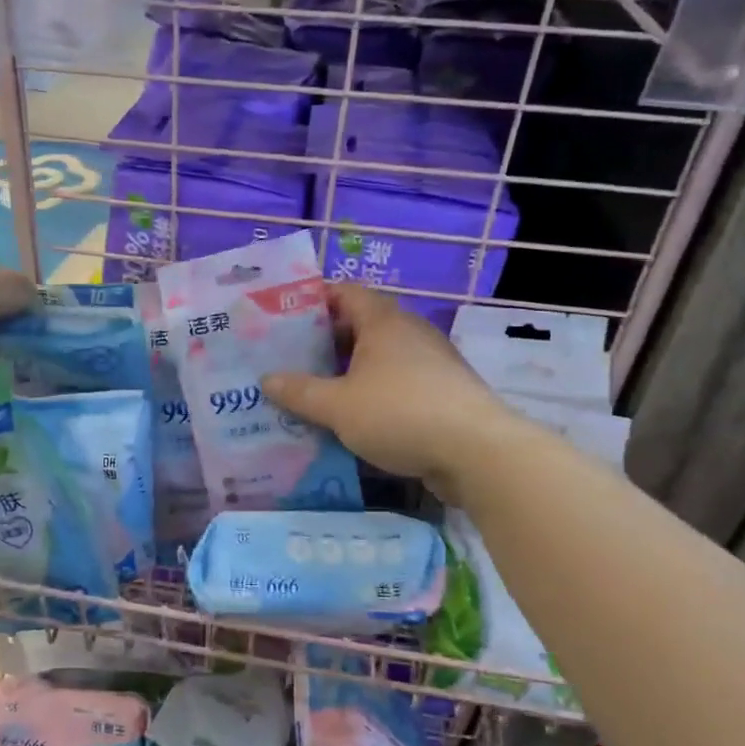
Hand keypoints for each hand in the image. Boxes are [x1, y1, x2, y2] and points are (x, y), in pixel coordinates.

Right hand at [264, 284, 505, 498]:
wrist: (477, 452)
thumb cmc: (400, 413)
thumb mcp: (338, 405)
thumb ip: (300, 392)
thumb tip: (267, 379)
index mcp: (383, 321)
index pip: (344, 293)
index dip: (312, 300)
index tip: (282, 318)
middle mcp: (409, 333)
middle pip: (360, 326)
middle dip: (324, 342)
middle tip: (288, 359)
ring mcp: (430, 363)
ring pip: (378, 358)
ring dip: (347, 372)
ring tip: (312, 391)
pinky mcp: (441, 393)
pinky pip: (396, 384)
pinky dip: (371, 393)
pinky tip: (351, 418)